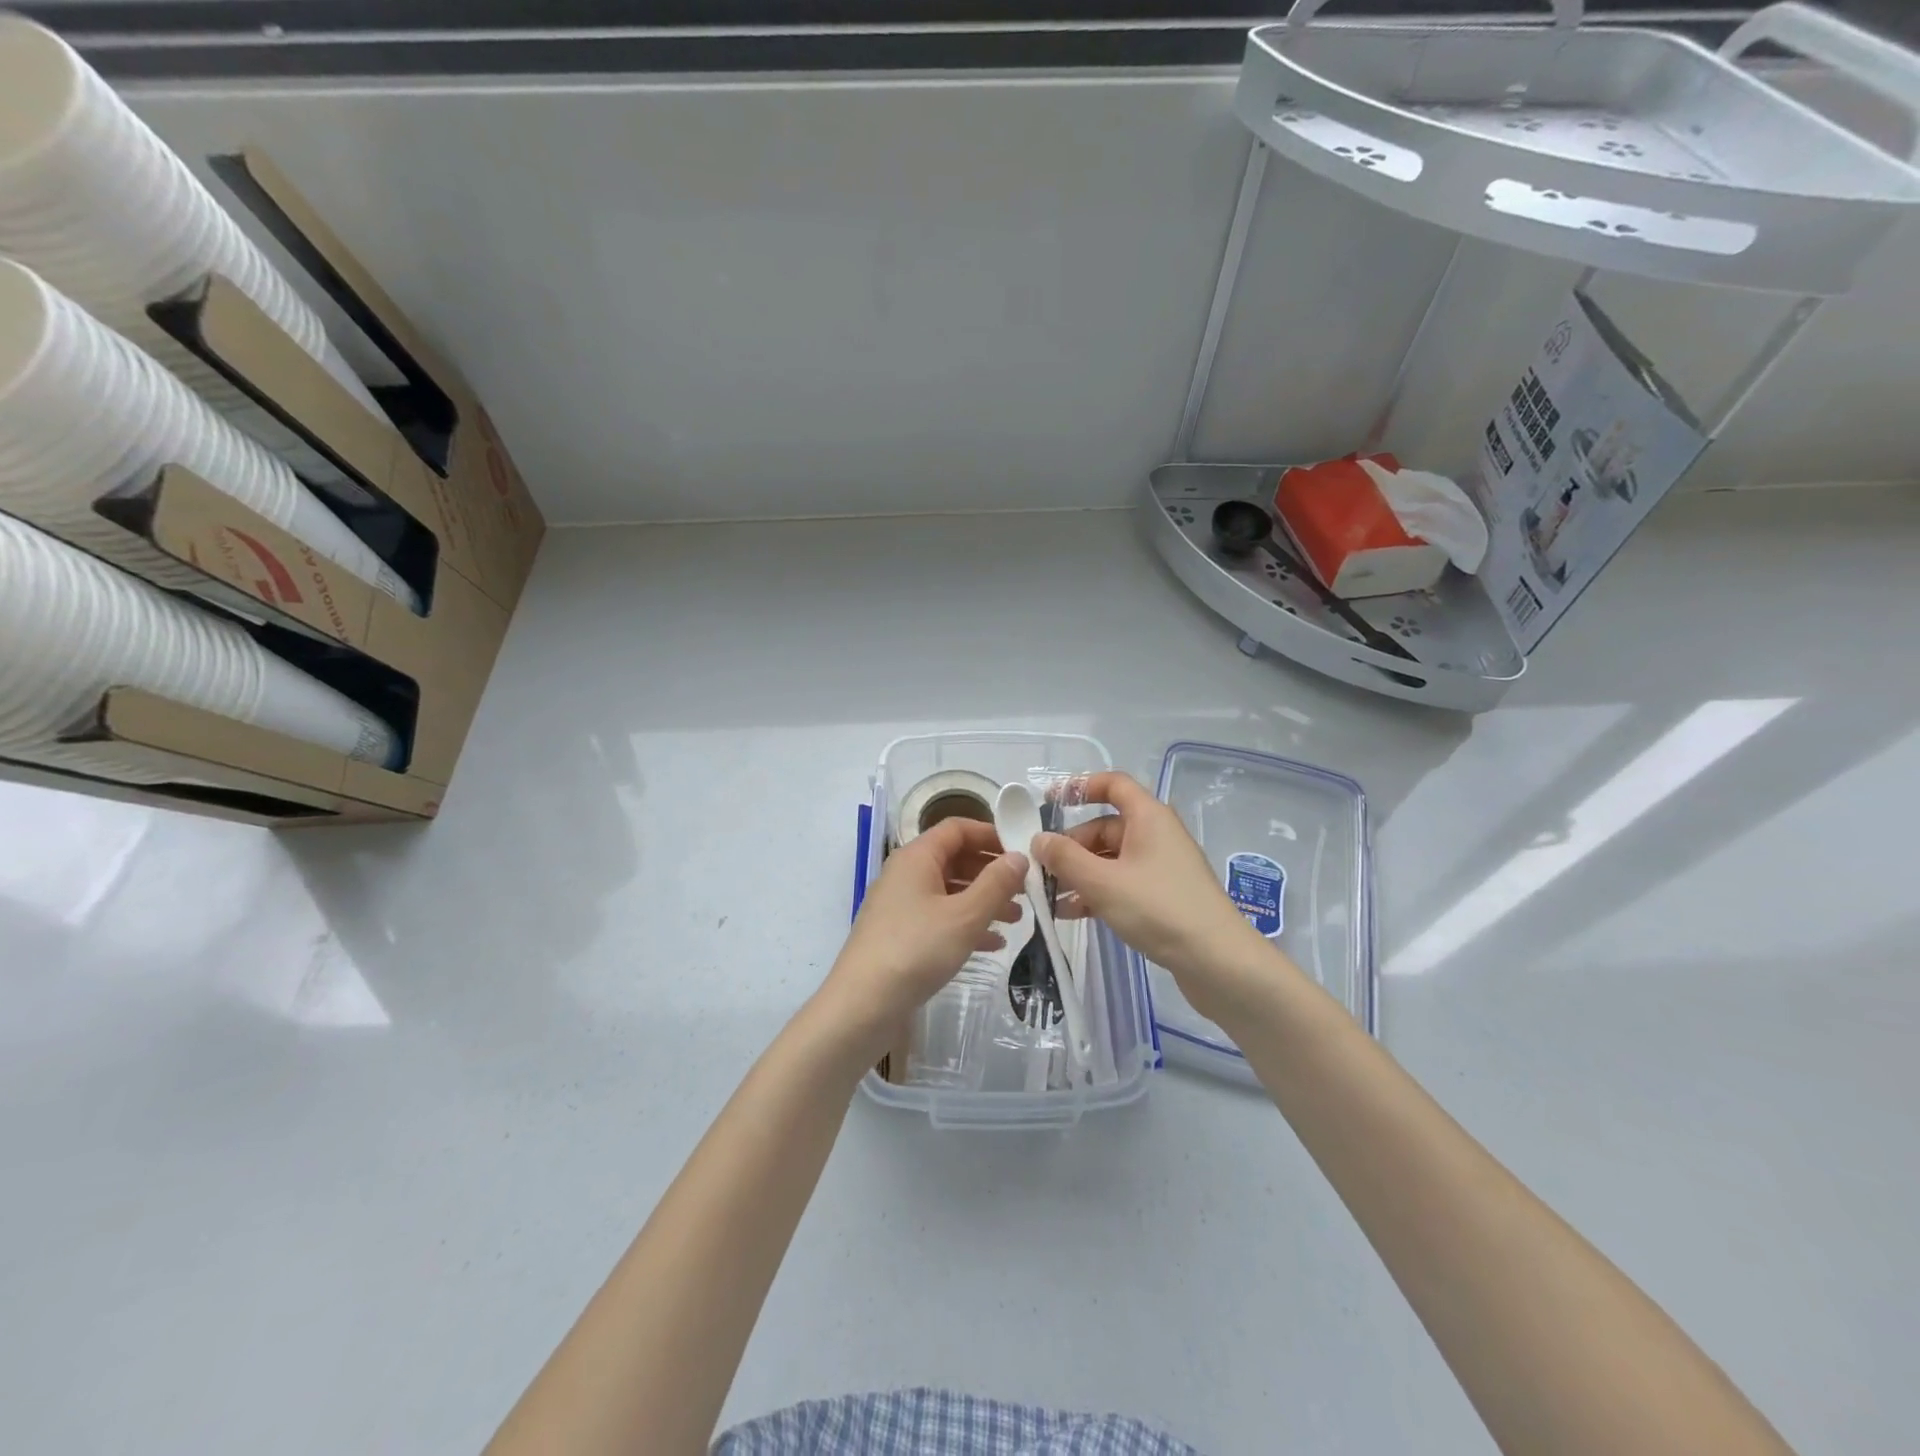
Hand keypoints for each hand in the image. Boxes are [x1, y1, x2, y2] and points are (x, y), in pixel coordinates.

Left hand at [814, 818, 1027, 1061]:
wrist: (862, 1006)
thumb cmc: (916, 950)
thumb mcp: (965, 915)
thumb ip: (996, 883)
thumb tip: (1019, 856)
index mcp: (916, 857)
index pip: (957, 828)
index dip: (990, 835)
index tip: (1022, 852)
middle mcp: (905, 874)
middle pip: (954, 859)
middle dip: (991, 872)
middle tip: (1026, 890)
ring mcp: (900, 905)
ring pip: (949, 891)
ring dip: (983, 900)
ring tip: (1016, 919)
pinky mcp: (900, 934)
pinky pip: (939, 917)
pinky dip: (966, 924)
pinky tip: (992, 944)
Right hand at [1034, 771, 1270, 1018]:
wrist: (1218, 961)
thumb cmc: (1159, 909)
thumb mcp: (1102, 882)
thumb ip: (1065, 858)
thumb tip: (1039, 839)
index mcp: (1148, 817)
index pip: (1113, 785)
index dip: (1080, 787)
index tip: (1049, 802)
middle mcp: (1156, 834)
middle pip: (1105, 827)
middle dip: (1071, 846)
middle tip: (1042, 869)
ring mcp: (1162, 866)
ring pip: (1111, 858)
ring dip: (1080, 873)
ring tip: (1050, 897)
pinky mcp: (1164, 895)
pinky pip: (1122, 882)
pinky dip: (1098, 892)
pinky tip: (1073, 913)